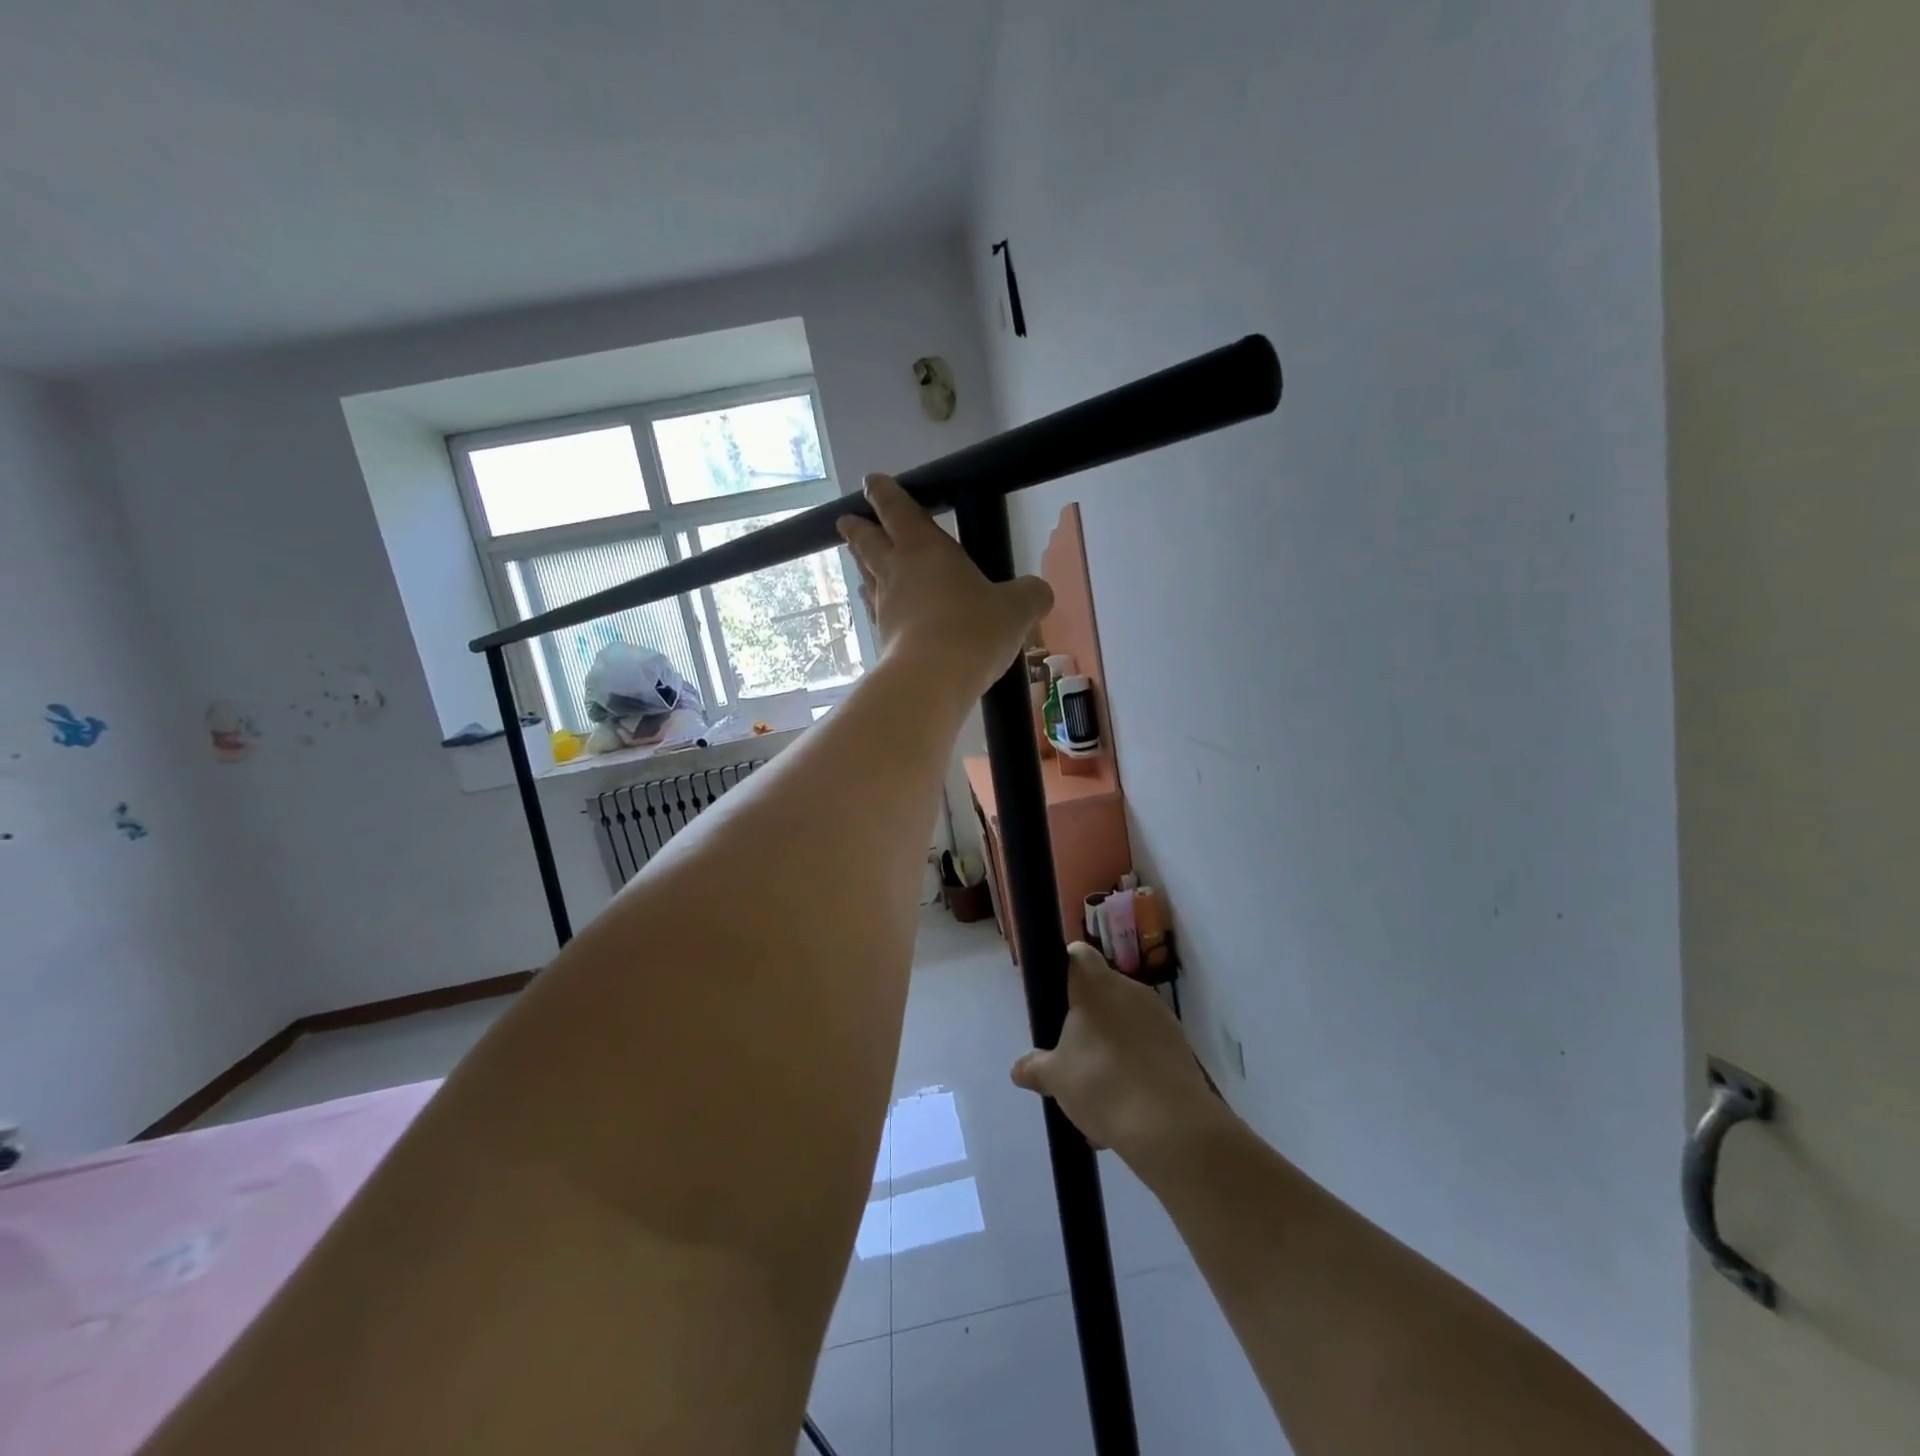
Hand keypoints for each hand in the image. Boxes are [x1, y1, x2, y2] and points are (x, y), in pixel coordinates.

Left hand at [837, 475, 1052, 700]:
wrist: (932, 681)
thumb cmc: (973, 630)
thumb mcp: (1017, 609)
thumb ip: (1030, 594)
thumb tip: (1039, 592)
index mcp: (925, 549)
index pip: (898, 511)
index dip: (884, 493)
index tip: (871, 482)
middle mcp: (898, 573)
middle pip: (869, 543)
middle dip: (859, 528)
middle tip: (845, 520)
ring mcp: (886, 608)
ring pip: (869, 579)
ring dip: (864, 568)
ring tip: (862, 566)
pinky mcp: (884, 641)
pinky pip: (877, 614)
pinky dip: (877, 607)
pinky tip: (883, 613)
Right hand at [1011, 943, 1233, 1165]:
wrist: (1173, 1126)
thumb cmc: (1103, 1084)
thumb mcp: (1056, 1079)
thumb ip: (1035, 1068)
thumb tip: (1020, 1067)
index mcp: (1096, 985)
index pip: (1077, 954)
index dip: (1064, 969)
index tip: (1055, 999)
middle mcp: (1130, 989)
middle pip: (1101, 992)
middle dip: (1086, 1020)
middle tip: (1071, 1054)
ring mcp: (1160, 1016)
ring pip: (1125, 1021)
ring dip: (1110, 1045)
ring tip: (1098, 1092)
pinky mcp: (1181, 1045)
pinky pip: (1147, 1045)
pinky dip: (1135, 1064)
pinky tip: (1125, 1104)